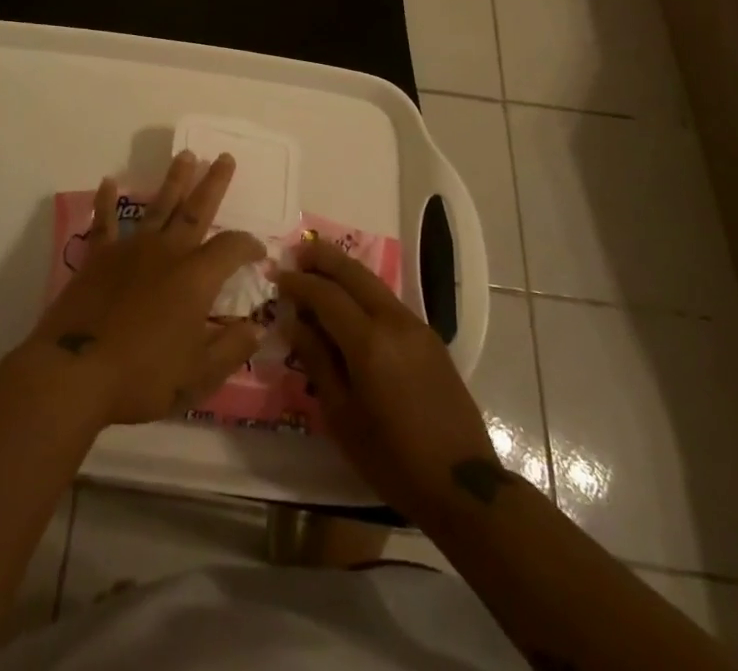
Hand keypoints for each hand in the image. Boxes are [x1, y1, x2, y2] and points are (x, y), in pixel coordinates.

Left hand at [31, 151, 265, 426]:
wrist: (77, 371)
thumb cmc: (143, 376)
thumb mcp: (199, 374)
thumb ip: (231, 348)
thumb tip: (258, 327)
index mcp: (196, 277)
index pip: (232, 248)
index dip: (249, 246)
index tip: (260, 252)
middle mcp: (167, 252)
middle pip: (196, 210)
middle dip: (213, 183)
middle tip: (225, 157)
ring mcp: (131, 249)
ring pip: (158, 205)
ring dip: (173, 180)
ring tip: (185, 154)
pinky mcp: (99, 256)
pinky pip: (104, 222)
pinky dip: (106, 201)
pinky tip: (108, 182)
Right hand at [279, 238, 512, 527]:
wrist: (462, 485)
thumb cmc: (392, 458)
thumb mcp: (342, 415)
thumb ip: (316, 360)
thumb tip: (292, 321)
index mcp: (369, 341)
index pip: (326, 293)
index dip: (297, 282)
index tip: (275, 277)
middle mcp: (394, 321)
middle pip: (353, 272)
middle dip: (322, 257)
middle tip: (295, 253)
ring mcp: (416, 326)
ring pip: (373, 283)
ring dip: (343, 271)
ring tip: (316, 272)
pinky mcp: (430, 337)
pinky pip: (387, 302)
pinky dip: (362, 292)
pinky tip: (349, 305)